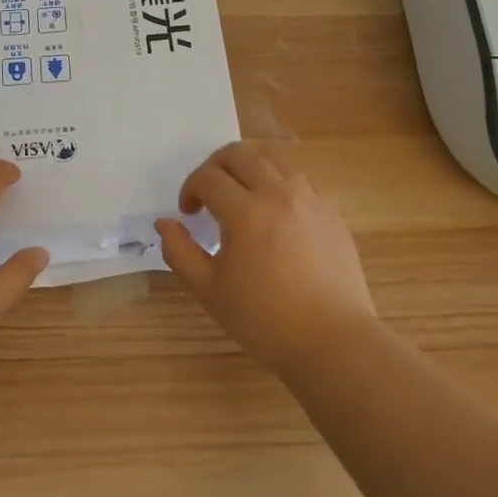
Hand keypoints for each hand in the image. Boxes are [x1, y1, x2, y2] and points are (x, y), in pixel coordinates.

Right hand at [156, 141, 377, 374]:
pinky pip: (299, 178)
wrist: (333, 342)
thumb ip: (180, 252)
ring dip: (248, 167)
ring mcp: (310, 198)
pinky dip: (278, 181)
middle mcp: (278, 193)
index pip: (208, 177)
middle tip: (208, 195)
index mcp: (246, 212)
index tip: (188, 214)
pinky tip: (274, 211)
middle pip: (239, 154)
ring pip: (272, 158)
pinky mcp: (330, 211)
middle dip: (214, 168)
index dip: (190, 189)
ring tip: (241, 195)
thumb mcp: (210, 290)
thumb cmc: (265, 320)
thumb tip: (164, 223)